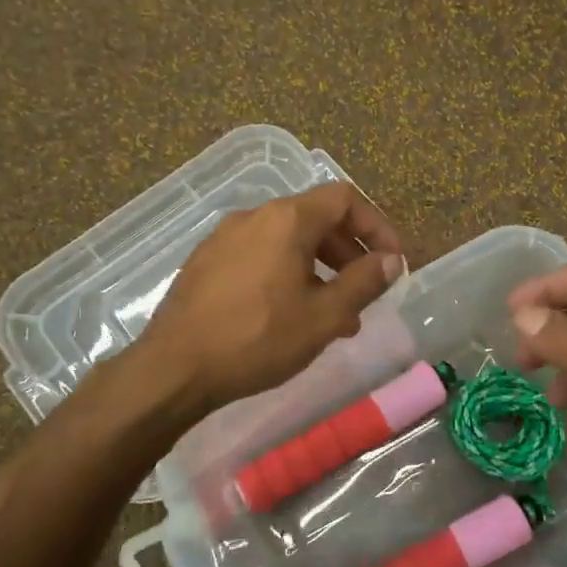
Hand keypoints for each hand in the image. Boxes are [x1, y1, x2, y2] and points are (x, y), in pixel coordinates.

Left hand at [137, 183, 404, 415]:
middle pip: (315, 219)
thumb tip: (392, 260)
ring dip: (319, 269)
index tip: (392, 262)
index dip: (377, 226)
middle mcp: (254, 216)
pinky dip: (287, 274)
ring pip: (287, 241)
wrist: (175, 368)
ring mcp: (224, 237)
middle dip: (349, 252)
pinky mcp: (206, 262)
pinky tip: (289, 315)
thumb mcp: (324, 316)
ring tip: (333, 314)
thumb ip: (364, 282)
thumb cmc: (258, 339)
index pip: (345, 199)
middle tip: (365, 291)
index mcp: (287, 219)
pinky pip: (259, 256)